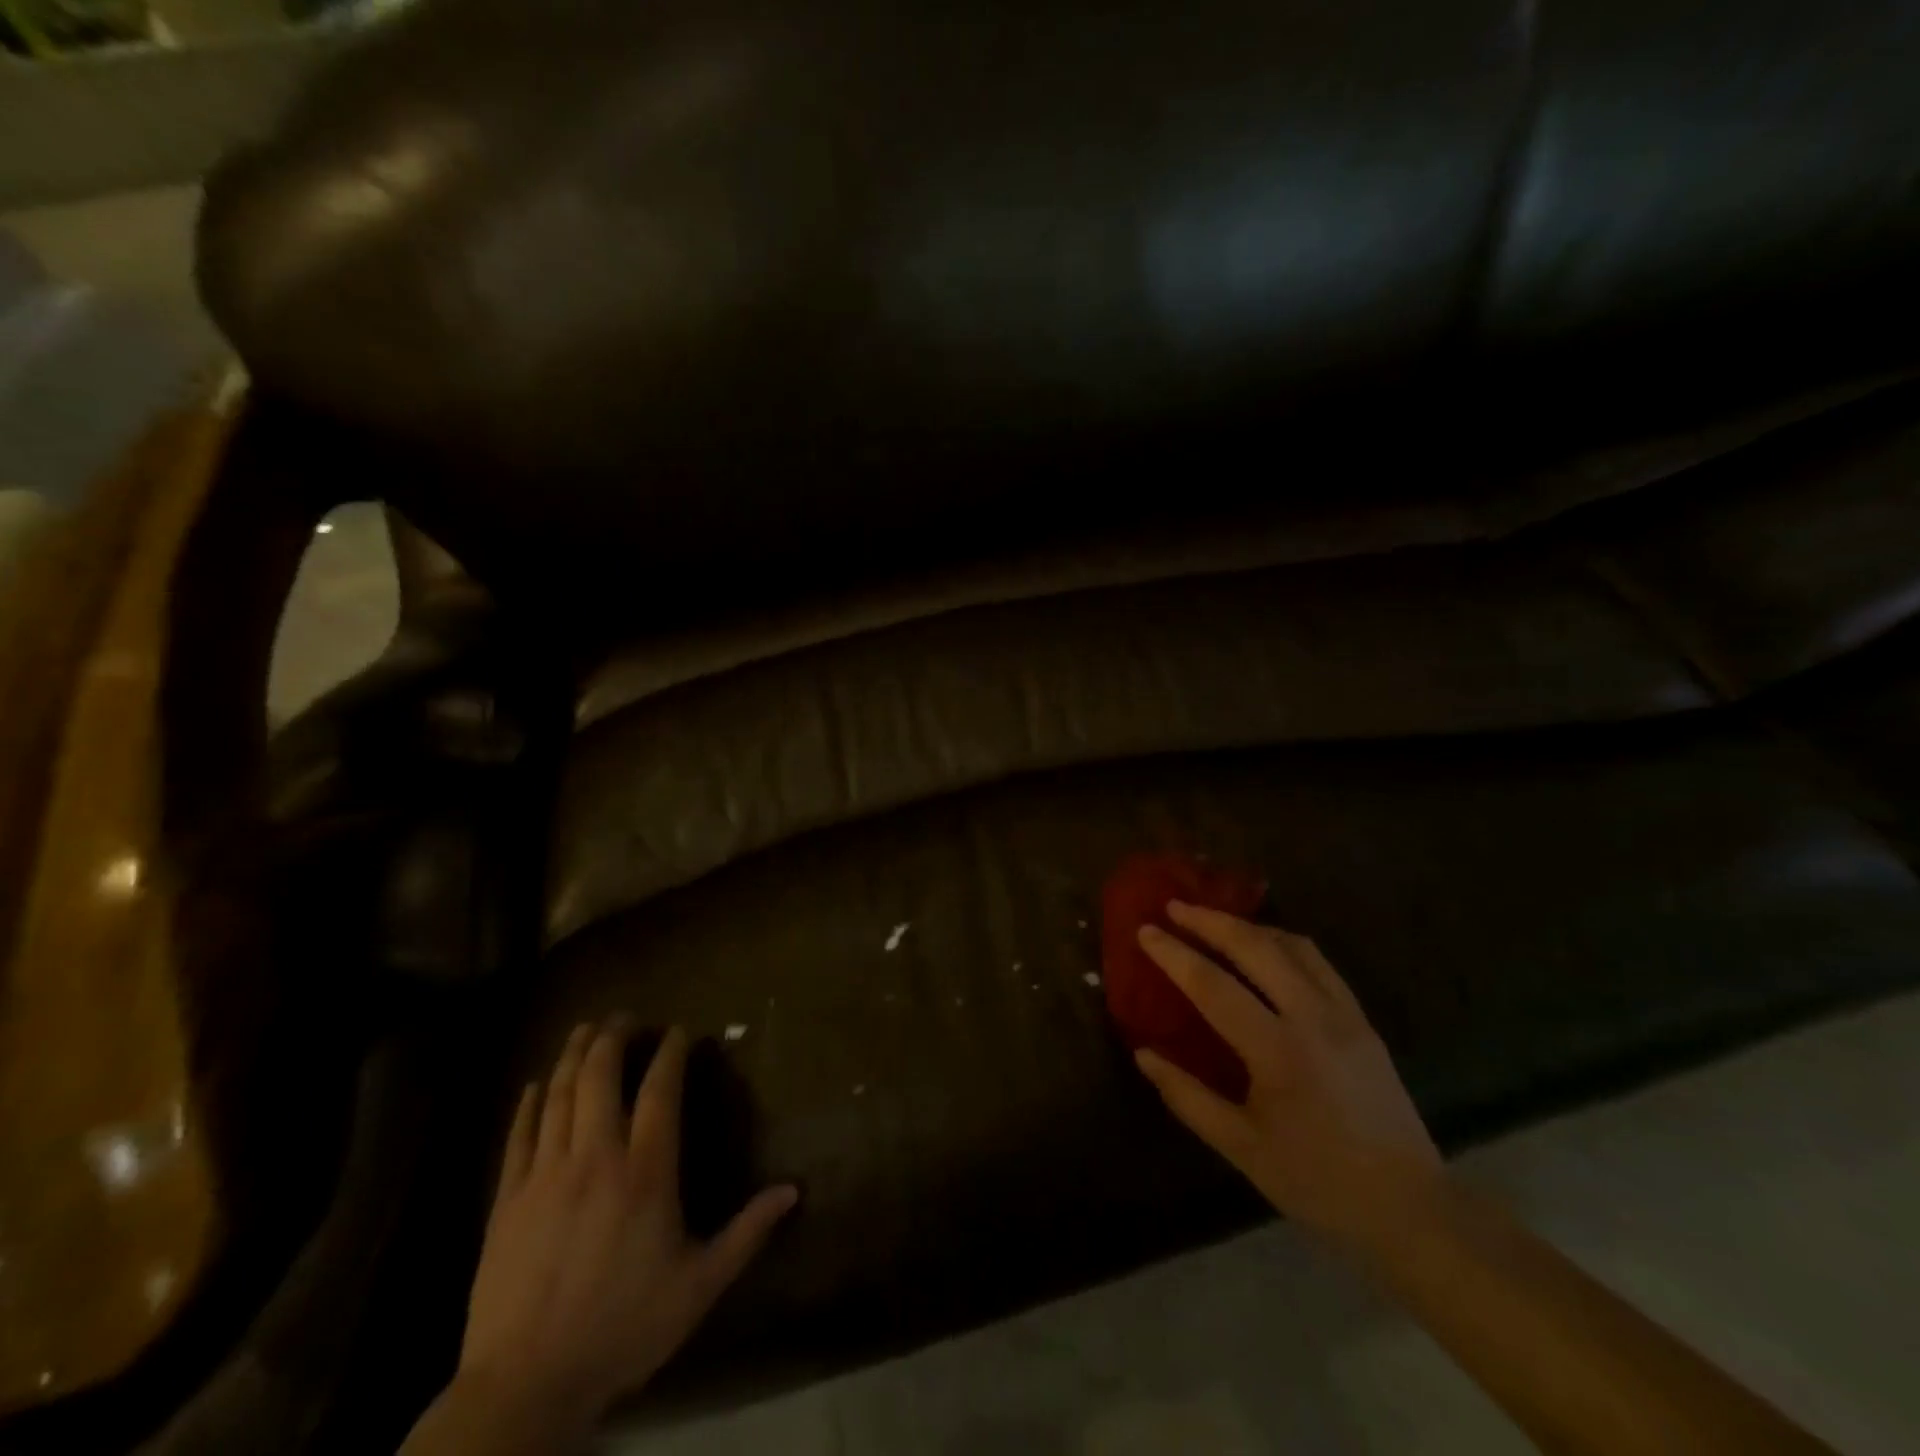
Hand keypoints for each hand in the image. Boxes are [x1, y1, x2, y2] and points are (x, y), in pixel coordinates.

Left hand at [455, 1020, 798, 1433]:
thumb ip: (747, 1232)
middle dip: (613, 1038)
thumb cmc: (623, 1328)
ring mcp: (545, 1176)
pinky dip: (528, 1104)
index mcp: (645, 1172)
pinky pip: (518, 1136)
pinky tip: (534, 1085)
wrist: (525, 1387)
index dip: (669, 1054)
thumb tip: (794, 1190)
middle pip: (600, 1077)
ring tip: (585, 1029)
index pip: (659, 1092)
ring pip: (558, 1096)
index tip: (678, 1031)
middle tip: (625, 1016)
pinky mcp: (507, 1200)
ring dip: (572, 1056)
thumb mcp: (699, 1284)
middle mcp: (594, 1158)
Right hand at [1134, 903, 1442, 1251]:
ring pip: (1292, 945)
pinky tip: (1265, 948)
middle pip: (1255, 948)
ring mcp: (1344, 1014)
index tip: (1145, 930)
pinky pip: (1319, 963)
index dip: (1175, 955)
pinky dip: (1284, 943)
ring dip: (1248, 926)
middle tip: (1175, 907)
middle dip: (1210, 921)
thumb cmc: (1317, 1182)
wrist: (1409, 1208)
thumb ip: (1188, 1097)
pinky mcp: (1363, 1019)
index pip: (1213, 986)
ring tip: (1215, 921)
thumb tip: (1143, 1054)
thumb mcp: (1242, 1148)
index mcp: (1278, 1052)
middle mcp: (1313, 1018)